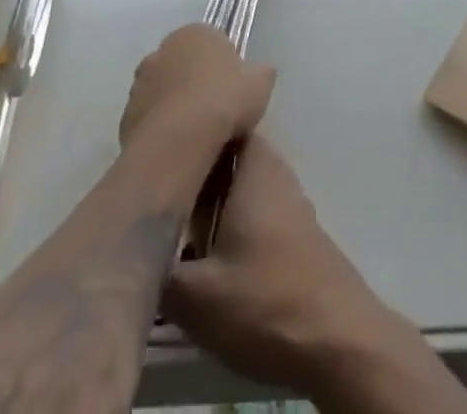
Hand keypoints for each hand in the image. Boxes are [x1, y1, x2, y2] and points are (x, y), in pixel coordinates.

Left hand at [119, 24, 274, 163]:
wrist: (178, 143)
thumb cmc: (224, 101)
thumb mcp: (260, 84)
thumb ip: (261, 72)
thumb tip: (262, 71)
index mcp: (195, 32)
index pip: (212, 41)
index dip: (224, 65)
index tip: (233, 89)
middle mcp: (162, 49)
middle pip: (183, 63)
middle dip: (194, 81)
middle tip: (214, 110)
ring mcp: (140, 82)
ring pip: (163, 90)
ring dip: (174, 104)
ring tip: (194, 134)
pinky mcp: (125, 115)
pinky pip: (149, 118)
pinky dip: (160, 128)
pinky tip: (176, 147)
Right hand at [163, 137, 404, 399]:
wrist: (335, 340)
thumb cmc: (264, 301)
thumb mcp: (195, 295)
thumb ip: (157, 269)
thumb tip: (131, 249)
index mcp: (255, 167)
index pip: (223, 125)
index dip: (192, 131)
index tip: (159, 148)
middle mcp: (275, 174)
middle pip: (229, 158)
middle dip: (195, 174)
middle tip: (157, 196)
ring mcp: (289, 204)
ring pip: (241, 189)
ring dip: (211, 204)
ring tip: (174, 230)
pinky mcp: (295, 235)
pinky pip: (254, 213)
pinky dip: (230, 225)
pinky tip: (207, 257)